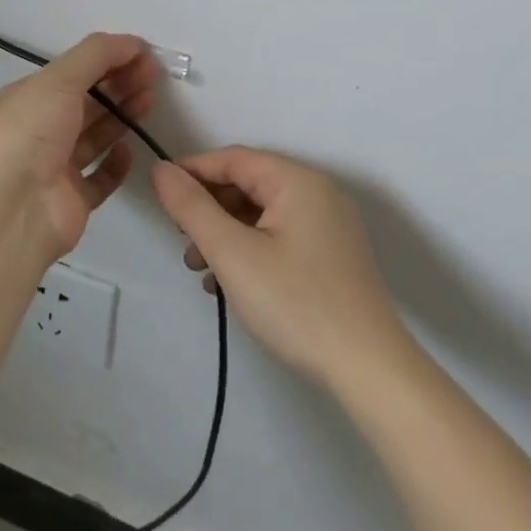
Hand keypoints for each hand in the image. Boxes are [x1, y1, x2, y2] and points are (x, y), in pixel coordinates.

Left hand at [0, 33, 160, 257]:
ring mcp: (52, 169)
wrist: (11, 210)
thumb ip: (96, 55)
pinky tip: (130, 150)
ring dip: (120, 117)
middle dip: (117, 85)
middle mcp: (35, 133)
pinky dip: (115, 164)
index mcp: (22, 101)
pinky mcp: (71, 202)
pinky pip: (98, 178)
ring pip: (92, 138)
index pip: (68, 74)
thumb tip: (133, 42)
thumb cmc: (28, 133)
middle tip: (153, 75)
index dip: (104, 61)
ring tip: (149, 101)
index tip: (141, 55)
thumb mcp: (57, 80)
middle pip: (83, 103)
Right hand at [151, 147, 411, 390]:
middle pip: (247, 184)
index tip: (160, 197)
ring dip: (225, 233)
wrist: (370, 371)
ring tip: (201, 269)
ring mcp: (329, 226)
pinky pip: (279, 236)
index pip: (232, 159)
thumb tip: (161, 170)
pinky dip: (250, 249)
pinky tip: (232, 283)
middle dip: (208, 209)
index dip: (191, 172)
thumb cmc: (295, 303)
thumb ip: (191, 207)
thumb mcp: (231, 252)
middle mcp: (318, 193)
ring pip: (261, 214)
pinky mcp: (332, 256)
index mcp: (297, 181)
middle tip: (182, 241)